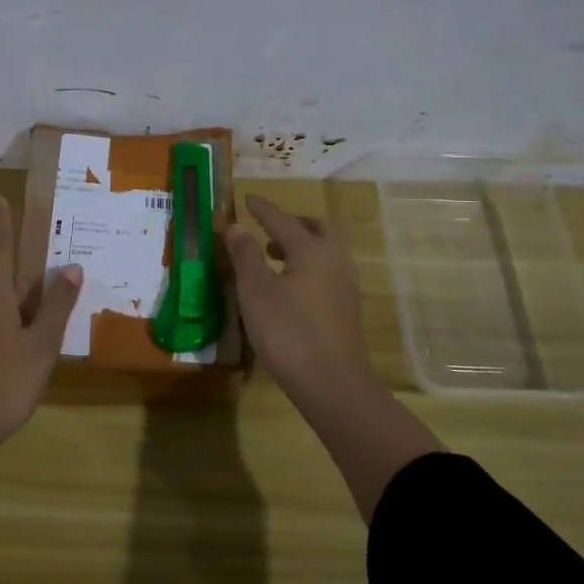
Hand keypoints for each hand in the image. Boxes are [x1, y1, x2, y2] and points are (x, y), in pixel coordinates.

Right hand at [227, 193, 440, 521]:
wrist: (332, 384)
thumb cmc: (288, 331)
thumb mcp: (255, 291)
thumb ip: (245, 255)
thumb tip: (237, 226)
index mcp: (313, 250)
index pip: (283, 220)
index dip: (263, 209)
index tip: (248, 199)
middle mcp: (335, 261)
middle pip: (319, 229)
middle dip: (295, 223)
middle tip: (270, 229)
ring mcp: (346, 287)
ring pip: (327, 252)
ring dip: (302, 247)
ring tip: (274, 258)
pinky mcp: (346, 311)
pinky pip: (327, 274)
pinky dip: (308, 268)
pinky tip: (290, 288)